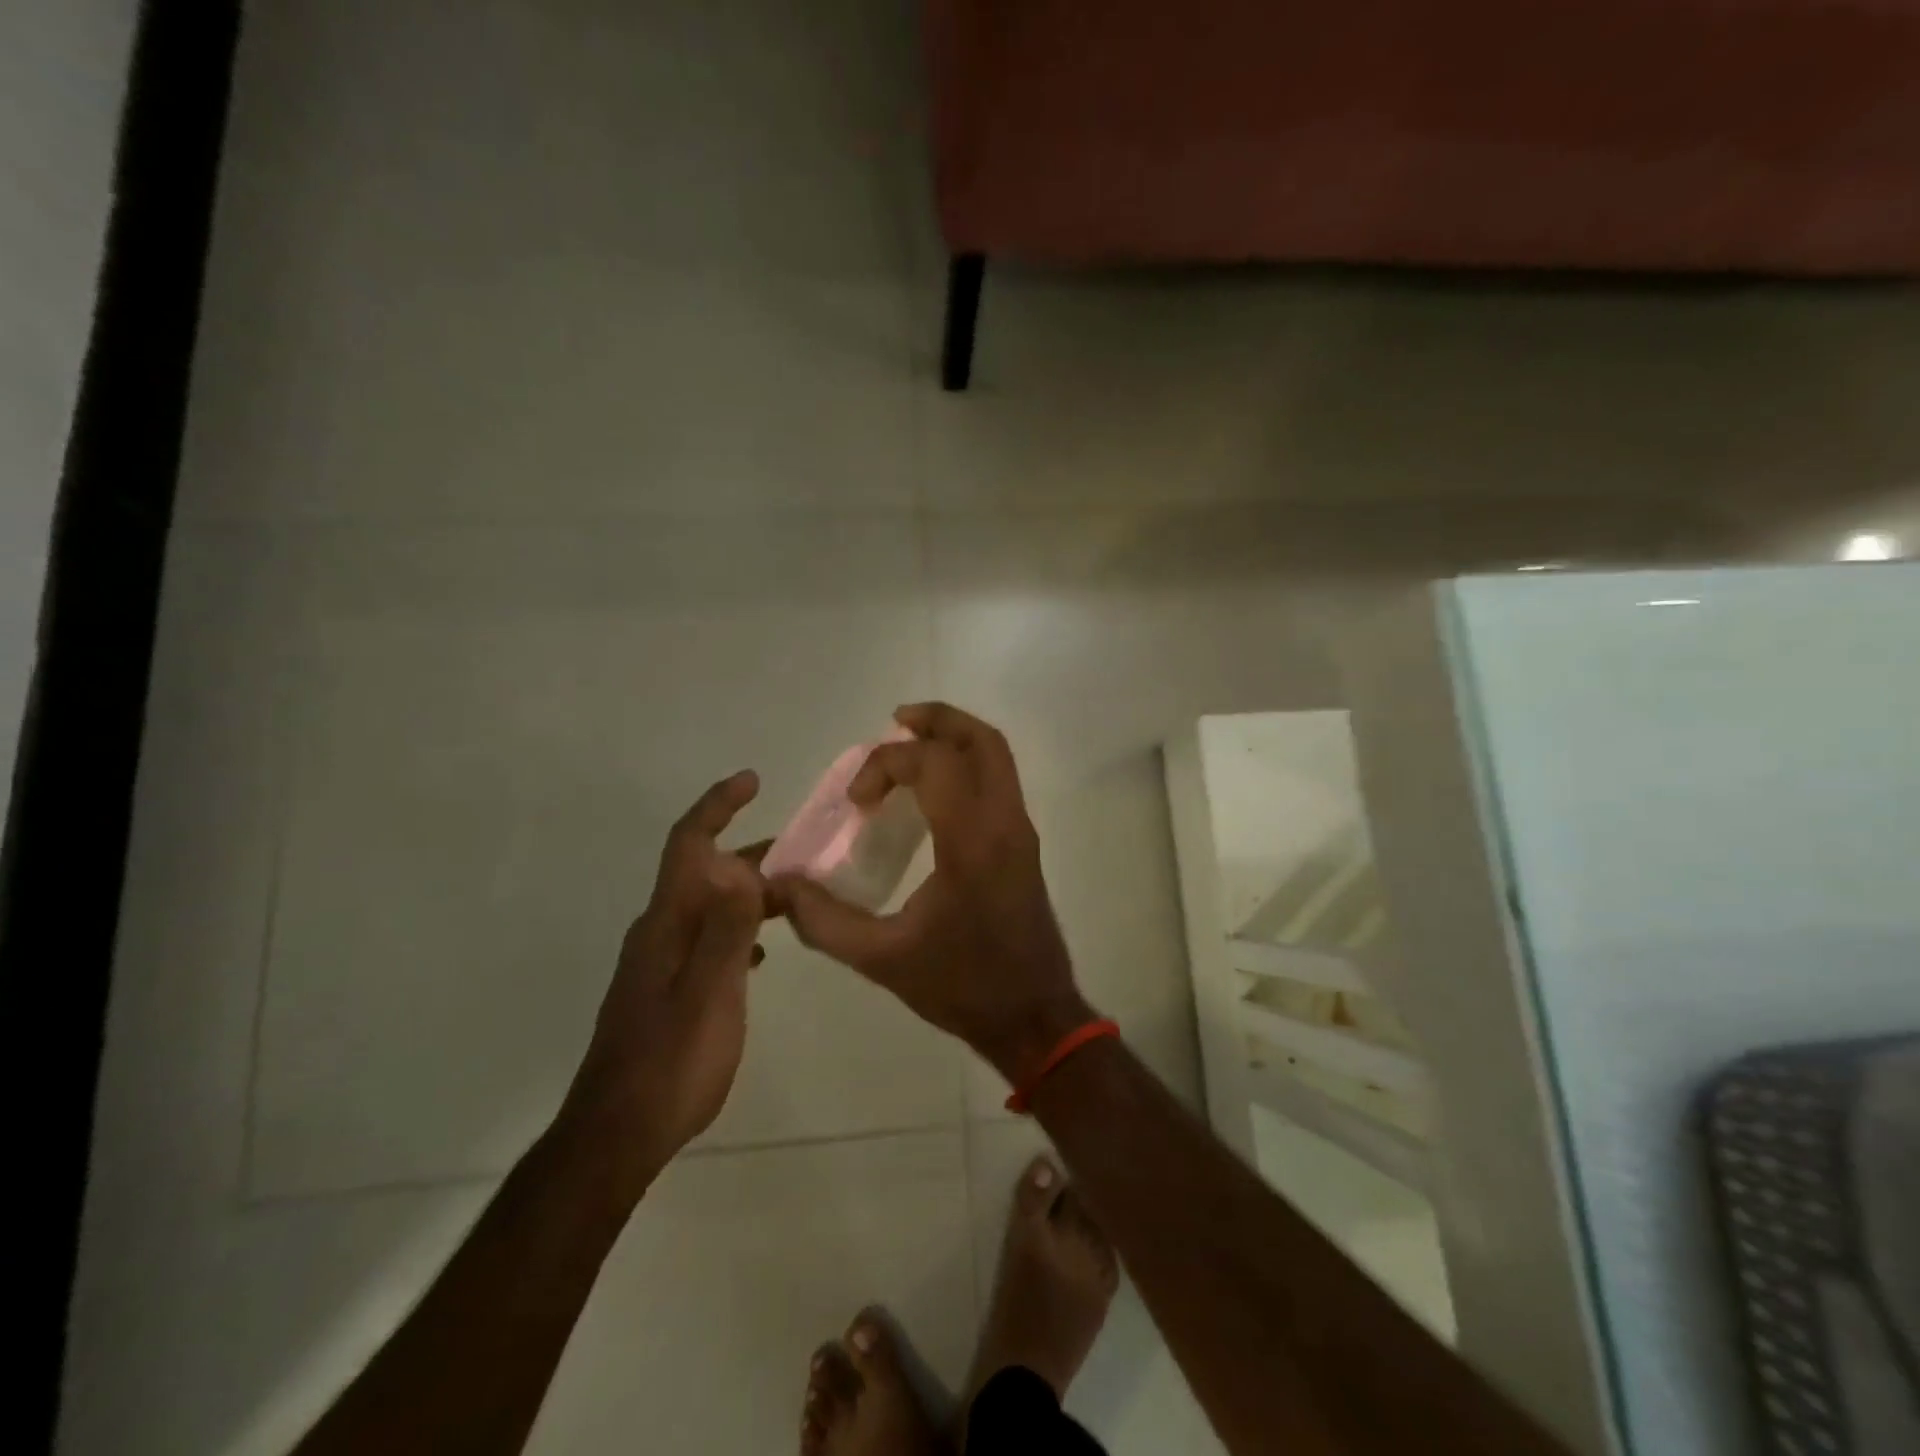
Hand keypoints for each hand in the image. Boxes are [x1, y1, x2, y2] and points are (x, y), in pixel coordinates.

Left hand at [559, 771, 768, 1182]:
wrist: (617, 1135)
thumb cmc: (671, 1063)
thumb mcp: (711, 993)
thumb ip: (728, 930)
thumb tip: (742, 868)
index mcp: (667, 924)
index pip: (688, 845)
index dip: (717, 806)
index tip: (751, 781)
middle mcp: (658, 932)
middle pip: (702, 873)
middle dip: (748, 854)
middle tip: (800, 854)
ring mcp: (659, 963)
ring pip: (708, 907)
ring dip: (747, 893)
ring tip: (793, 899)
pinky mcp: (665, 990)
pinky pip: (707, 939)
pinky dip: (738, 930)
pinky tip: (761, 954)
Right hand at [768, 703, 1092, 1084]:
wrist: (1034, 1016)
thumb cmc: (963, 986)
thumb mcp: (883, 959)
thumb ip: (824, 921)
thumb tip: (780, 887)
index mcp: (972, 842)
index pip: (935, 763)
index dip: (886, 764)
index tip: (857, 801)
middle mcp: (1005, 823)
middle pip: (981, 741)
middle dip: (936, 721)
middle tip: (892, 725)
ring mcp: (1021, 831)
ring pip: (996, 756)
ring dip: (953, 739)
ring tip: (907, 747)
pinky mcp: (1024, 843)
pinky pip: (998, 780)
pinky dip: (965, 765)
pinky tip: (930, 791)